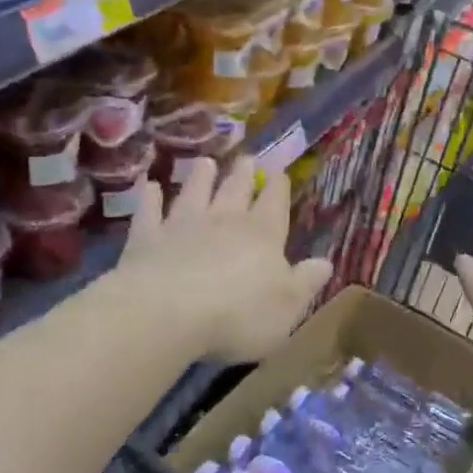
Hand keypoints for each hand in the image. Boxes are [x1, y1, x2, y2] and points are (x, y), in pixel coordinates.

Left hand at [118, 156, 331, 364]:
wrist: (168, 313)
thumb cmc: (238, 315)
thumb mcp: (287, 306)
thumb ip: (306, 282)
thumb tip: (325, 263)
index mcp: (263, 235)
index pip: (274, 205)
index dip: (278, 189)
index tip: (280, 173)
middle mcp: (224, 221)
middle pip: (235, 191)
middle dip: (243, 175)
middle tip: (247, 158)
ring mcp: (182, 225)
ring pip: (194, 193)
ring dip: (200, 178)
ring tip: (205, 162)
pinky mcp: (146, 238)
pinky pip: (149, 211)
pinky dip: (149, 197)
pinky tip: (149, 185)